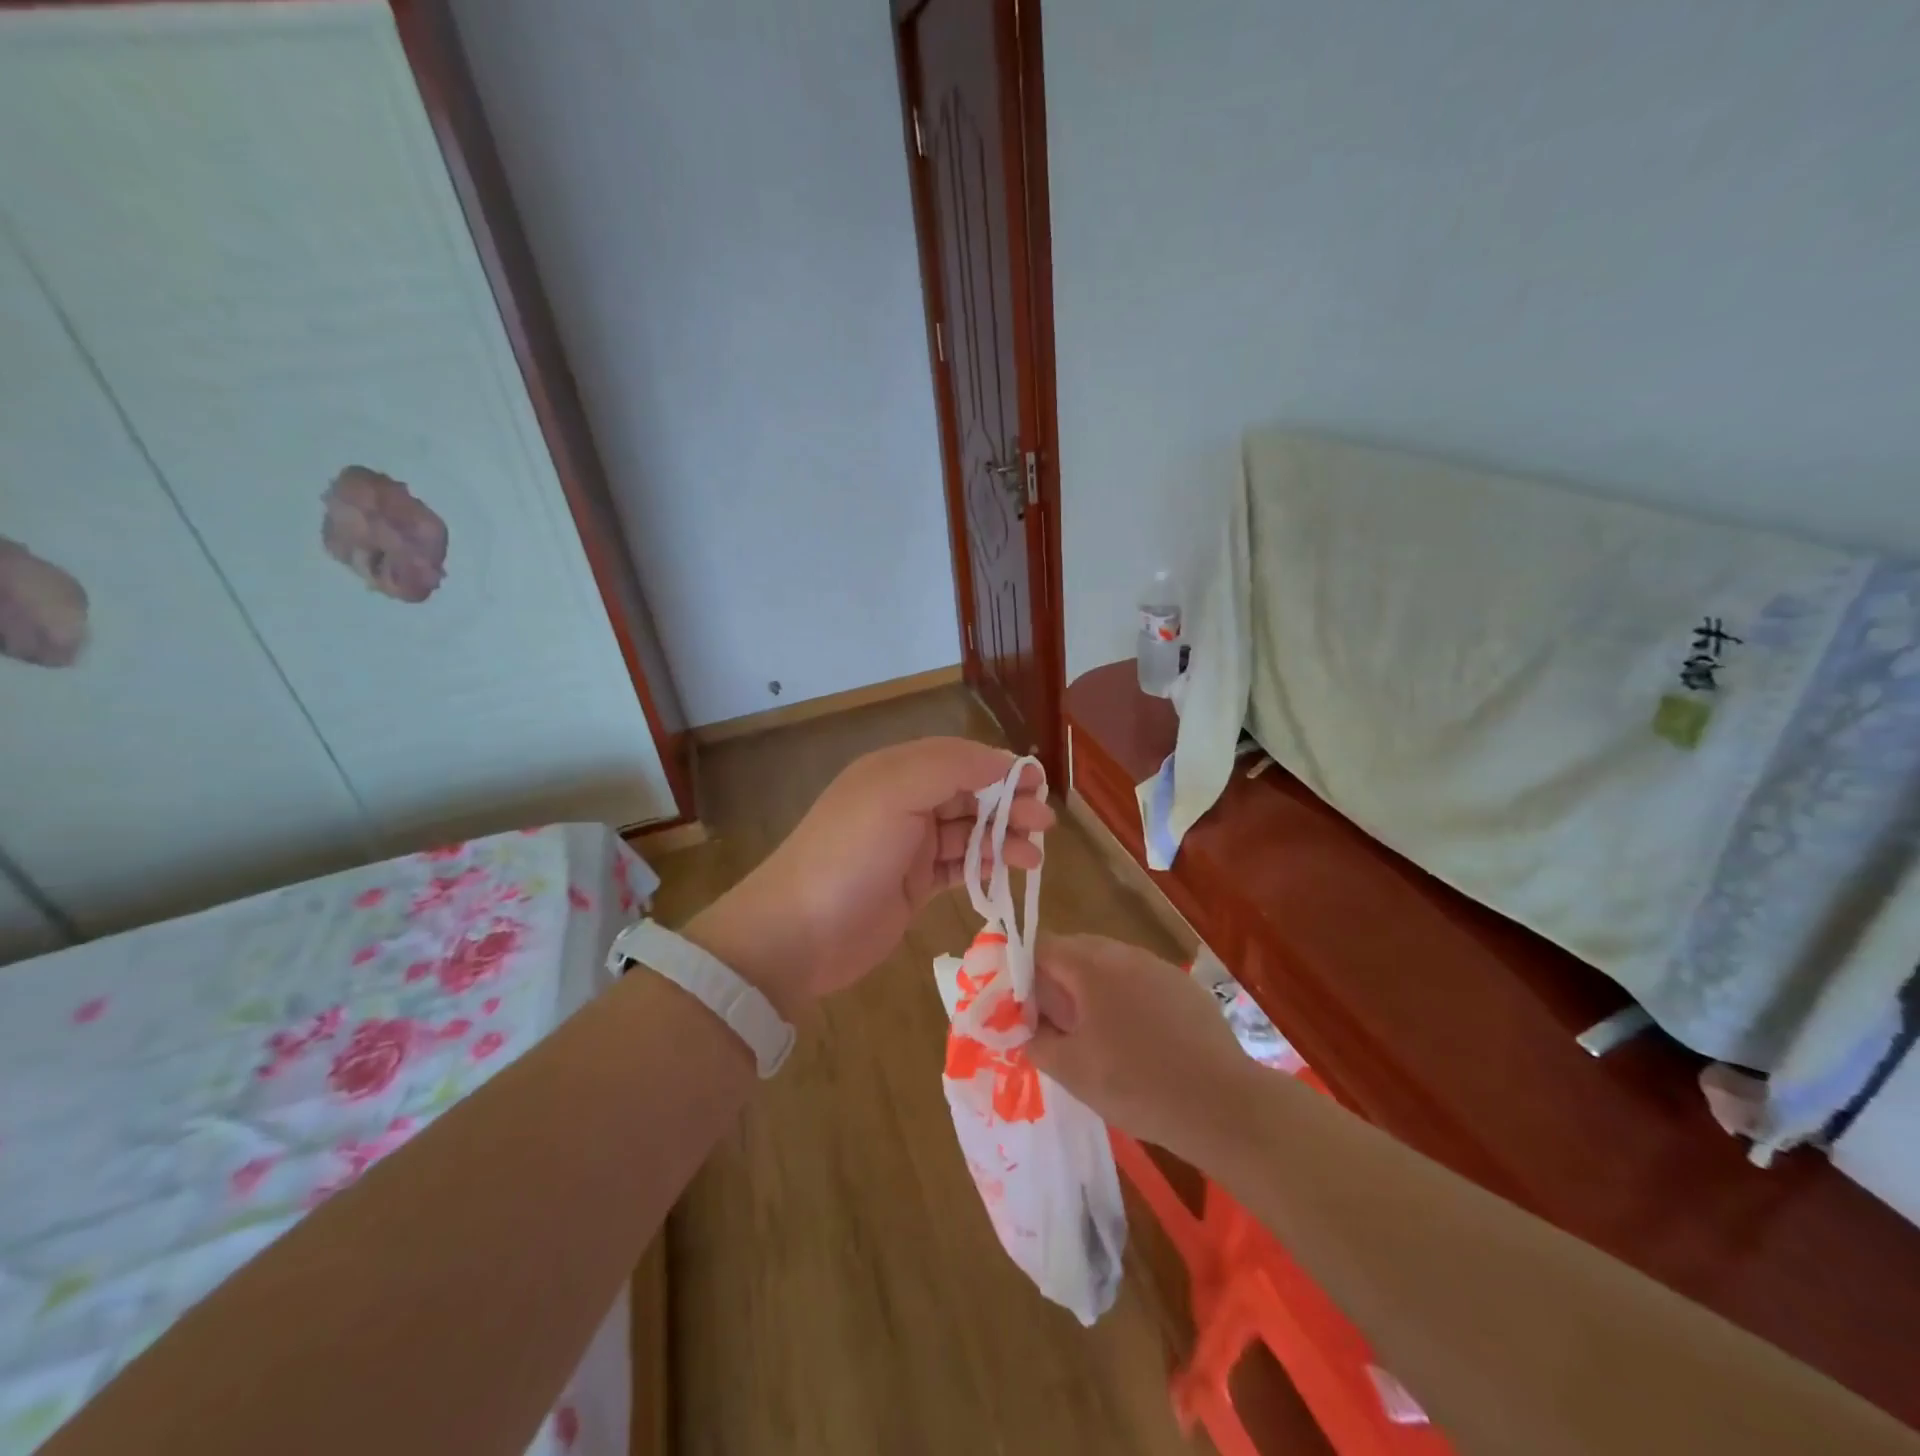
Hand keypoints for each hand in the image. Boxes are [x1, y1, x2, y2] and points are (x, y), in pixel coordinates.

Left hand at [686, 738, 1051, 1014]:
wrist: (799, 934)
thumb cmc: (849, 855)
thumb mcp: (894, 794)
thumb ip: (950, 768)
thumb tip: (1002, 761)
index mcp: (895, 772)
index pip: (958, 758)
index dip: (998, 767)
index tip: (1037, 783)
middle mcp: (903, 803)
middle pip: (968, 795)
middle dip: (1008, 805)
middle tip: (1043, 823)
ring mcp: (908, 846)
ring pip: (968, 833)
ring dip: (1003, 839)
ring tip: (1034, 856)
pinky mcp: (913, 885)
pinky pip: (959, 867)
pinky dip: (985, 867)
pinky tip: (1007, 873)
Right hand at [1027, 935, 1255, 1153]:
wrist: (1221, 1104)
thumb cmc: (1136, 1084)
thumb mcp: (1072, 1071)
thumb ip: (1037, 1043)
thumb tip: (1026, 1031)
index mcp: (1092, 965)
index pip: (1043, 946)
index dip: (1023, 971)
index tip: (1018, 1004)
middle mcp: (1125, 954)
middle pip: (1077, 950)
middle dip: (1057, 980)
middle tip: (1052, 1021)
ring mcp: (1159, 968)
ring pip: (1111, 965)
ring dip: (1092, 989)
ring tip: (1092, 1033)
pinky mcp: (1185, 988)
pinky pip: (1141, 981)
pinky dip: (1126, 999)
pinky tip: (1135, 1039)